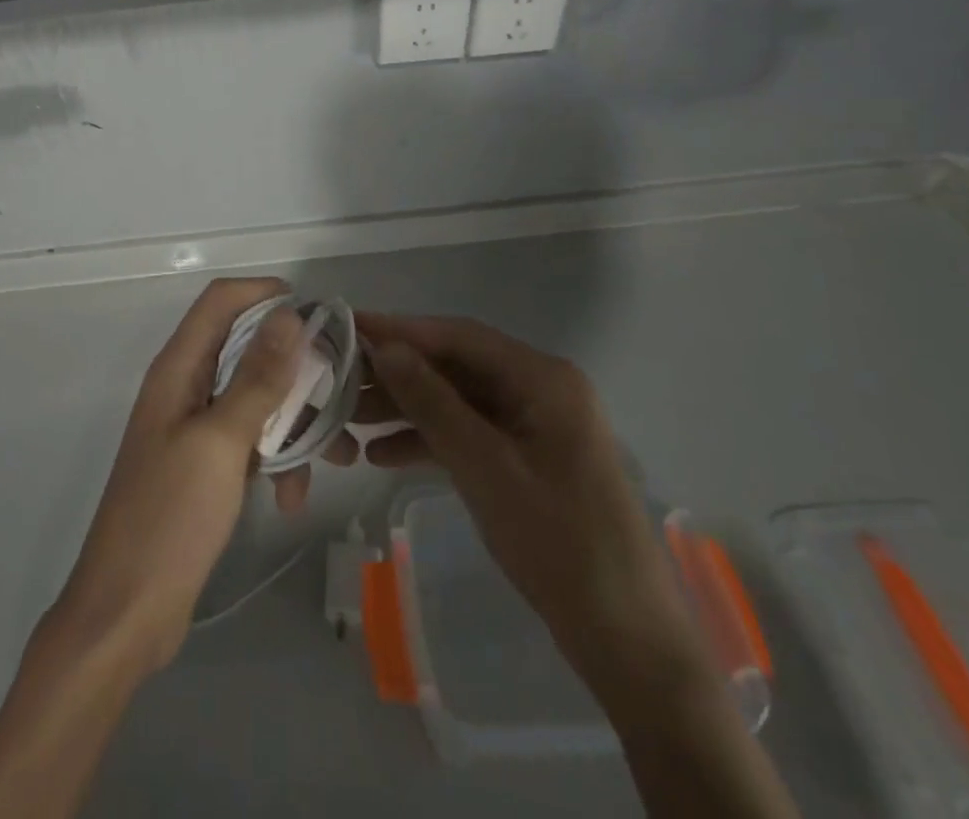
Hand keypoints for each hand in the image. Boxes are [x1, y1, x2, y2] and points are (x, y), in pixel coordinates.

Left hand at [45, 278, 312, 675]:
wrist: (125, 615)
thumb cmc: (169, 519)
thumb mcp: (221, 443)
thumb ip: (257, 378)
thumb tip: (288, 314)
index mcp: (177, 369)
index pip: (220, 301)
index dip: (265, 294)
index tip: (316, 314)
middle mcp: (184, 387)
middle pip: (245, 347)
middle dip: (294, 366)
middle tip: (340, 389)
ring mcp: (193, 428)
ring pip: (254, 397)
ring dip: (293, 420)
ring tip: (337, 456)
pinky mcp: (204, 466)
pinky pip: (249, 440)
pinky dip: (275, 458)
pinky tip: (293, 497)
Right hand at [355, 313, 707, 704]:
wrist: (628, 642)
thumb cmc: (559, 544)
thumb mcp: (484, 467)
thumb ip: (432, 403)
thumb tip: (385, 349)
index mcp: (543, 378)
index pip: (459, 336)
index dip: (402, 330)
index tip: (349, 328)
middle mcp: (541, 389)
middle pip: (457, 367)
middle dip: (399, 375)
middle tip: (340, 382)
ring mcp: (535, 426)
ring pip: (459, 401)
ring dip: (408, 410)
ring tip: (350, 422)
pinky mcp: (528, 460)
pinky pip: (471, 435)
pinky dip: (431, 441)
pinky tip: (383, 456)